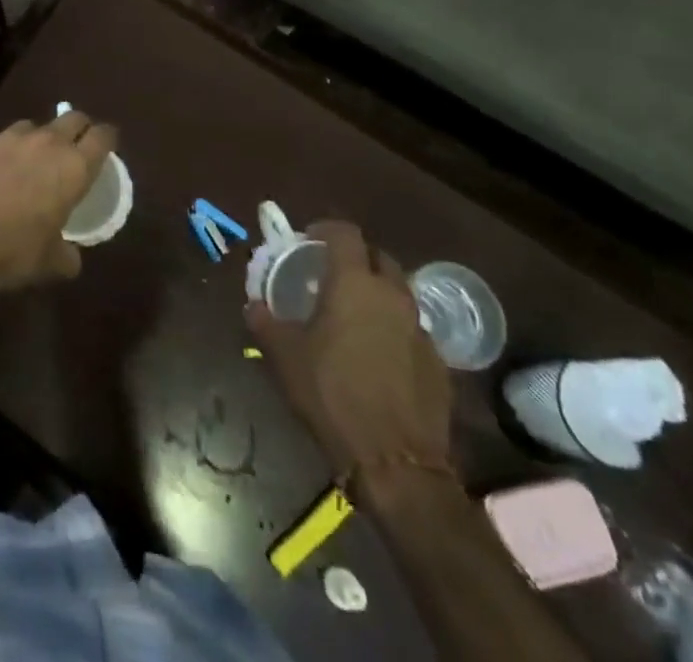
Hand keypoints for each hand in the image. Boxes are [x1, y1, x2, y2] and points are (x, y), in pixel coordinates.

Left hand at [0, 108, 116, 301]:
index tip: (107, 147)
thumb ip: (68, 254)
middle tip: (76, 149)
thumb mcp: (50, 262)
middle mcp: (47, 143)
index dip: (107, 139)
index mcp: (74, 168)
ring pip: (37, 125)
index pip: (102, 136)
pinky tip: (1, 171)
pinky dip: (10, 149)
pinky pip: (5, 138)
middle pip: (73, 118)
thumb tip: (71, 257)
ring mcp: (12, 138)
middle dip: (79, 129)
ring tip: (34, 161)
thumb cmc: (13, 252)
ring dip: (42, 138)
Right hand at [247, 221, 451, 478]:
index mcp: (354, 282)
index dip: (325, 229)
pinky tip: (377, 355)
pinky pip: (412, 329)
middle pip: (378, 256)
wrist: (395, 462)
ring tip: (353, 315)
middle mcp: (393, 295)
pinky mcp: (438, 363)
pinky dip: (394, 329)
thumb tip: (254, 305)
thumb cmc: (331, 393)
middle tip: (331, 275)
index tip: (308, 240)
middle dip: (355, 258)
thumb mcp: (284, 355)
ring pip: (398, 293)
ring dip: (377, 293)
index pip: (345, 232)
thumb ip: (265, 321)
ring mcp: (421, 329)